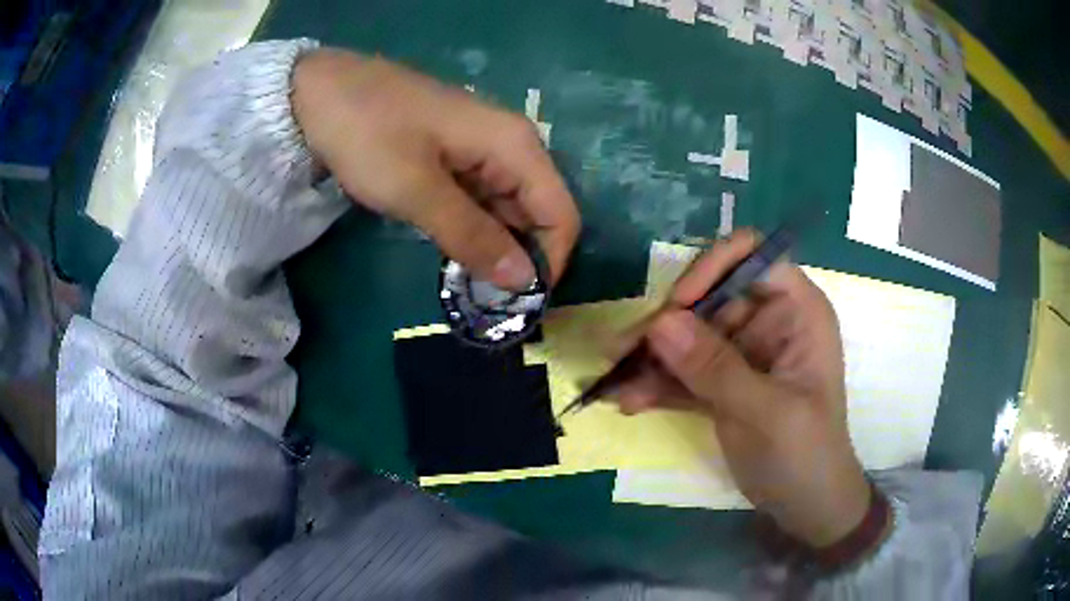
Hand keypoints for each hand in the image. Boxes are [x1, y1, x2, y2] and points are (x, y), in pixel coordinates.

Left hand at [292, 49, 579, 288]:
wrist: (319, 92)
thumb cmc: (368, 133)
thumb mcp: (417, 191)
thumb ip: (473, 236)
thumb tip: (523, 282)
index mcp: (515, 145)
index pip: (560, 214)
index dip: (548, 262)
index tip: (517, 303)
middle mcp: (510, 144)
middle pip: (537, 212)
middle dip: (519, 258)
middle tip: (486, 301)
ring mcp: (482, 148)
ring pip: (508, 209)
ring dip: (493, 246)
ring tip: (466, 283)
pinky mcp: (456, 154)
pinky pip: (480, 199)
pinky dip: (472, 228)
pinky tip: (451, 249)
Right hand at [615, 231, 870, 547]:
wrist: (805, 505)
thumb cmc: (805, 455)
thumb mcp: (766, 412)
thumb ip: (715, 368)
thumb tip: (660, 322)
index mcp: (796, 311)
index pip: (752, 257)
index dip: (712, 268)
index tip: (678, 305)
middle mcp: (768, 322)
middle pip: (708, 297)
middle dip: (667, 325)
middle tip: (624, 353)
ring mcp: (743, 353)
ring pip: (689, 336)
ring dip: (652, 359)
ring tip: (616, 383)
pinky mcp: (722, 383)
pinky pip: (684, 371)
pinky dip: (658, 384)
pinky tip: (628, 401)